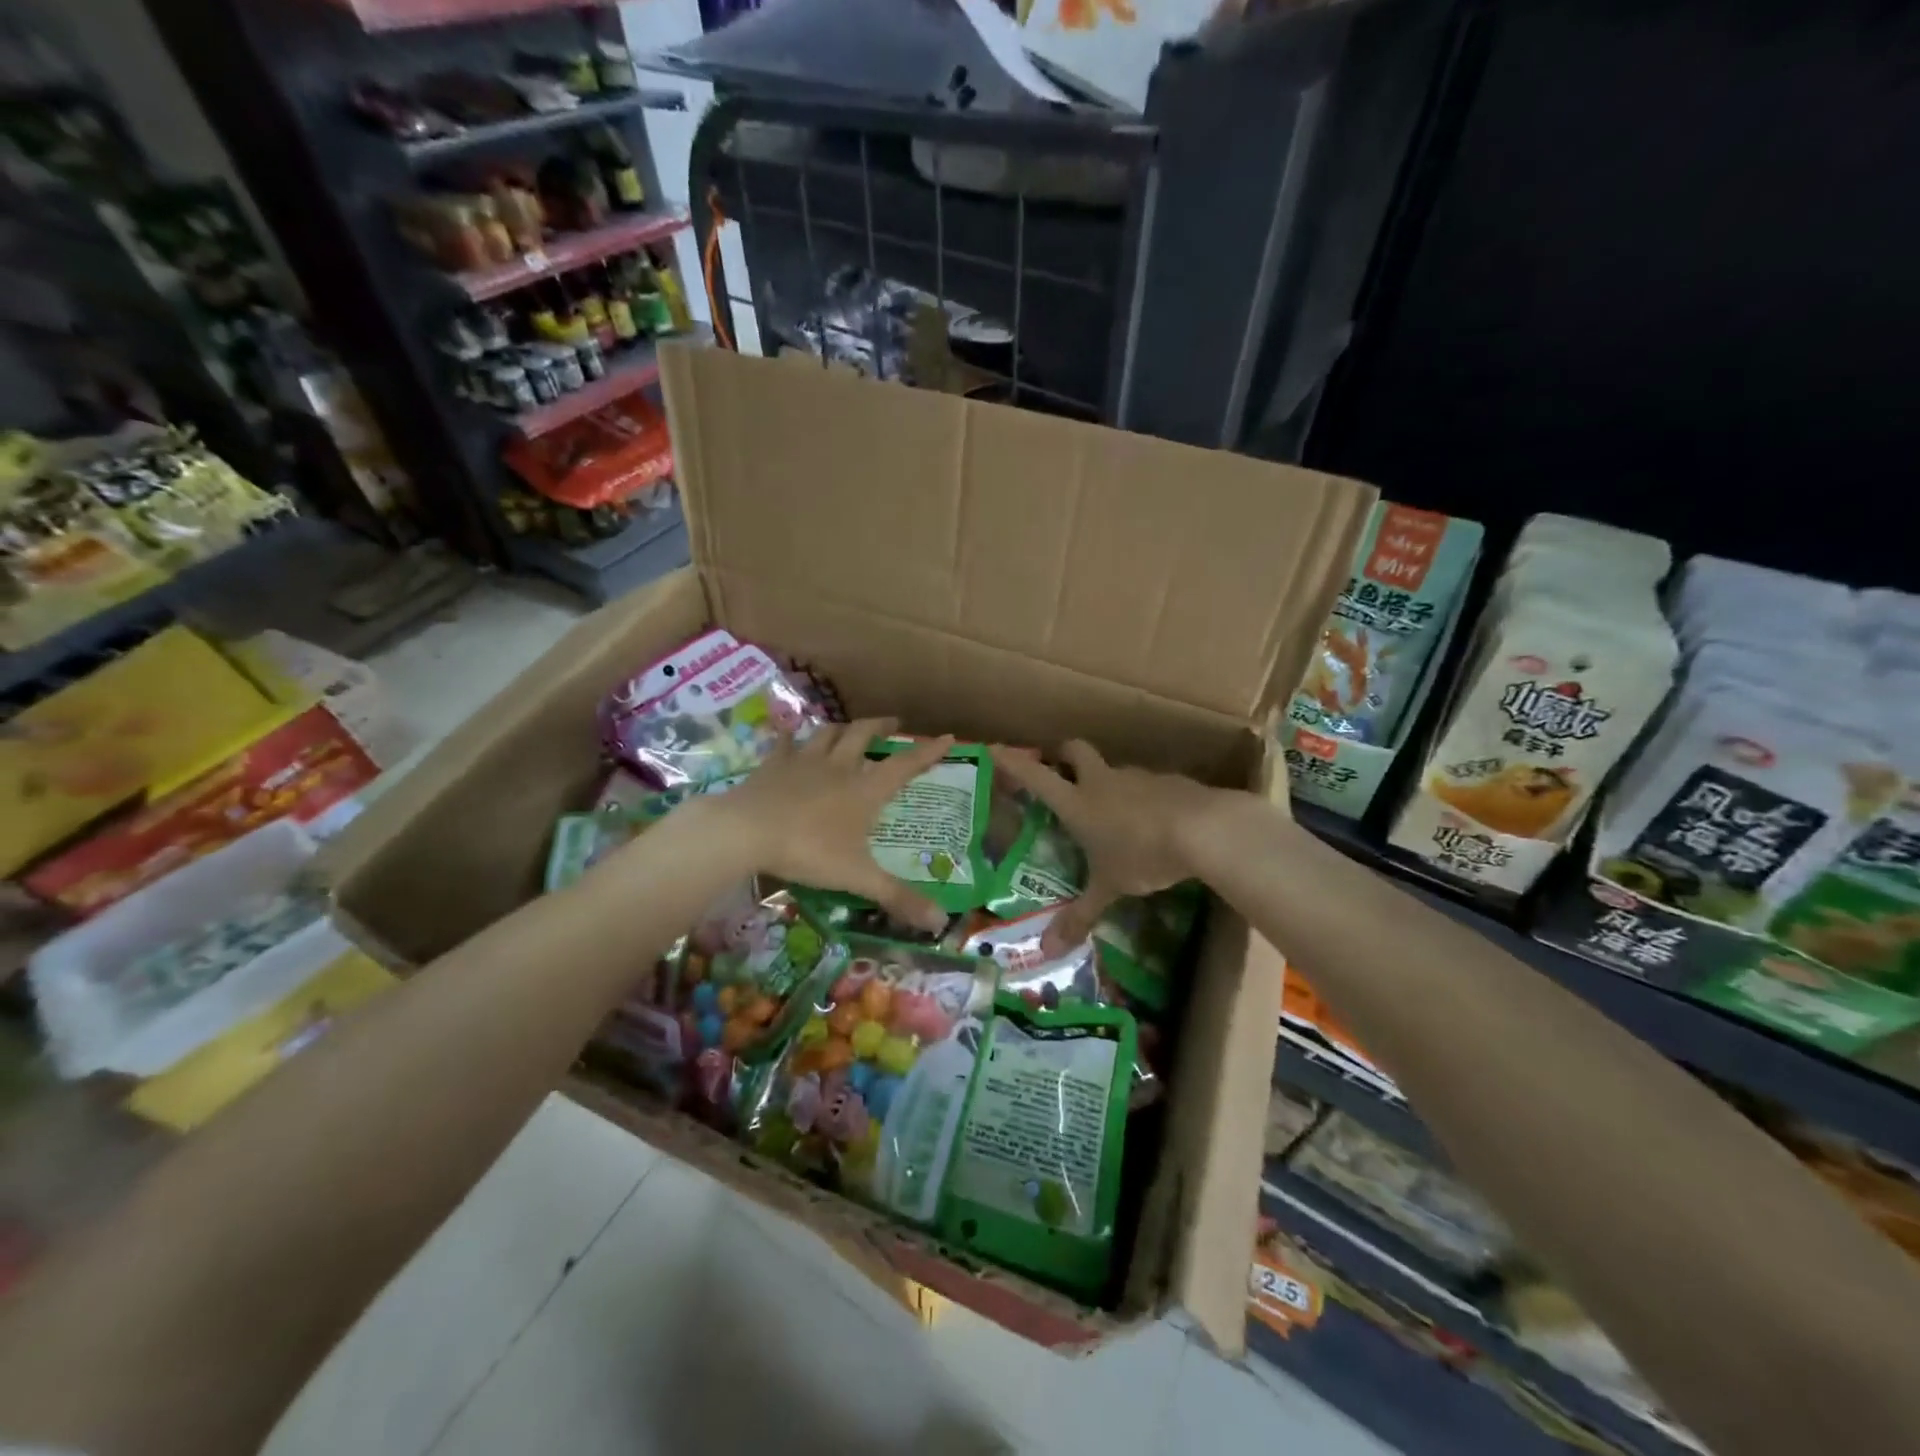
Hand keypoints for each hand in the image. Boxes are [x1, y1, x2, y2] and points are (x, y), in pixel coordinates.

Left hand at [708, 717, 954, 932]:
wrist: (746, 831)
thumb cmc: (808, 850)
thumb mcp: (858, 878)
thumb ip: (897, 898)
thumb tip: (940, 922)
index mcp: (865, 790)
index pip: (905, 765)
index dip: (928, 752)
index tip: (948, 738)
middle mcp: (839, 767)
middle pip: (863, 735)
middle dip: (881, 727)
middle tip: (893, 723)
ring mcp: (803, 761)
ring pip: (827, 733)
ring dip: (842, 728)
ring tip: (849, 728)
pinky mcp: (772, 765)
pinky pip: (784, 743)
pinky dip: (790, 738)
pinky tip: (789, 736)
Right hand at [991, 740, 1228, 954]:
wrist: (1205, 829)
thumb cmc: (1143, 855)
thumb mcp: (1109, 888)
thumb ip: (1080, 916)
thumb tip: (1048, 952)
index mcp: (1078, 802)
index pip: (1037, 776)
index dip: (1014, 763)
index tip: (995, 749)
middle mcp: (1102, 781)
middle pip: (1075, 751)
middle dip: (1062, 755)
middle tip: (1058, 767)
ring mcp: (1137, 776)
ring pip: (1113, 769)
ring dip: (1106, 781)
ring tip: (1111, 809)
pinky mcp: (1169, 780)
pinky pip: (1146, 784)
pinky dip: (1141, 796)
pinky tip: (1151, 820)